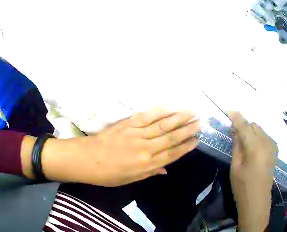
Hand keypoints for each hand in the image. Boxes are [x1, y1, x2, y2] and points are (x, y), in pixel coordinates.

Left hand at [31, 108, 199, 186]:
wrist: (85, 160)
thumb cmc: (107, 174)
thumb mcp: (129, 179)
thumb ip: (149, 172)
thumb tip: (166, 168)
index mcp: (146, 165)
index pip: (172, 155)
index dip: (185, 147)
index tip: (196, 140)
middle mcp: (146, 149)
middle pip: (171, 138)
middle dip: (187, 129)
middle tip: (200, 122)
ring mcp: (137, 134)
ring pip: (163, 125)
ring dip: (179, 118)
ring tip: (192, 112)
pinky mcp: (128, 124)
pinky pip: (147, 116)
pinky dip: (160, 111)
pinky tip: (170, 106)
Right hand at [228, 111, 276, 231]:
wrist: (258, 202)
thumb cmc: (243, 189)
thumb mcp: (235, 170)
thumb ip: (237, 148)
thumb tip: (236, 133)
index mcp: (255, 148)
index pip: (245, 126)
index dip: (236, 117)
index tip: (228, 110)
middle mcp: (266, 142)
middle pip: (254, 125)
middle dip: (245, 127)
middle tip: (237, 137)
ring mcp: (272, 145)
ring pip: (260, 130)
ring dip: (252, 134)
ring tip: (247, 148)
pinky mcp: (275, 148)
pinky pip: (265, 136)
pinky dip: (258, 139)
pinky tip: (255, 152)